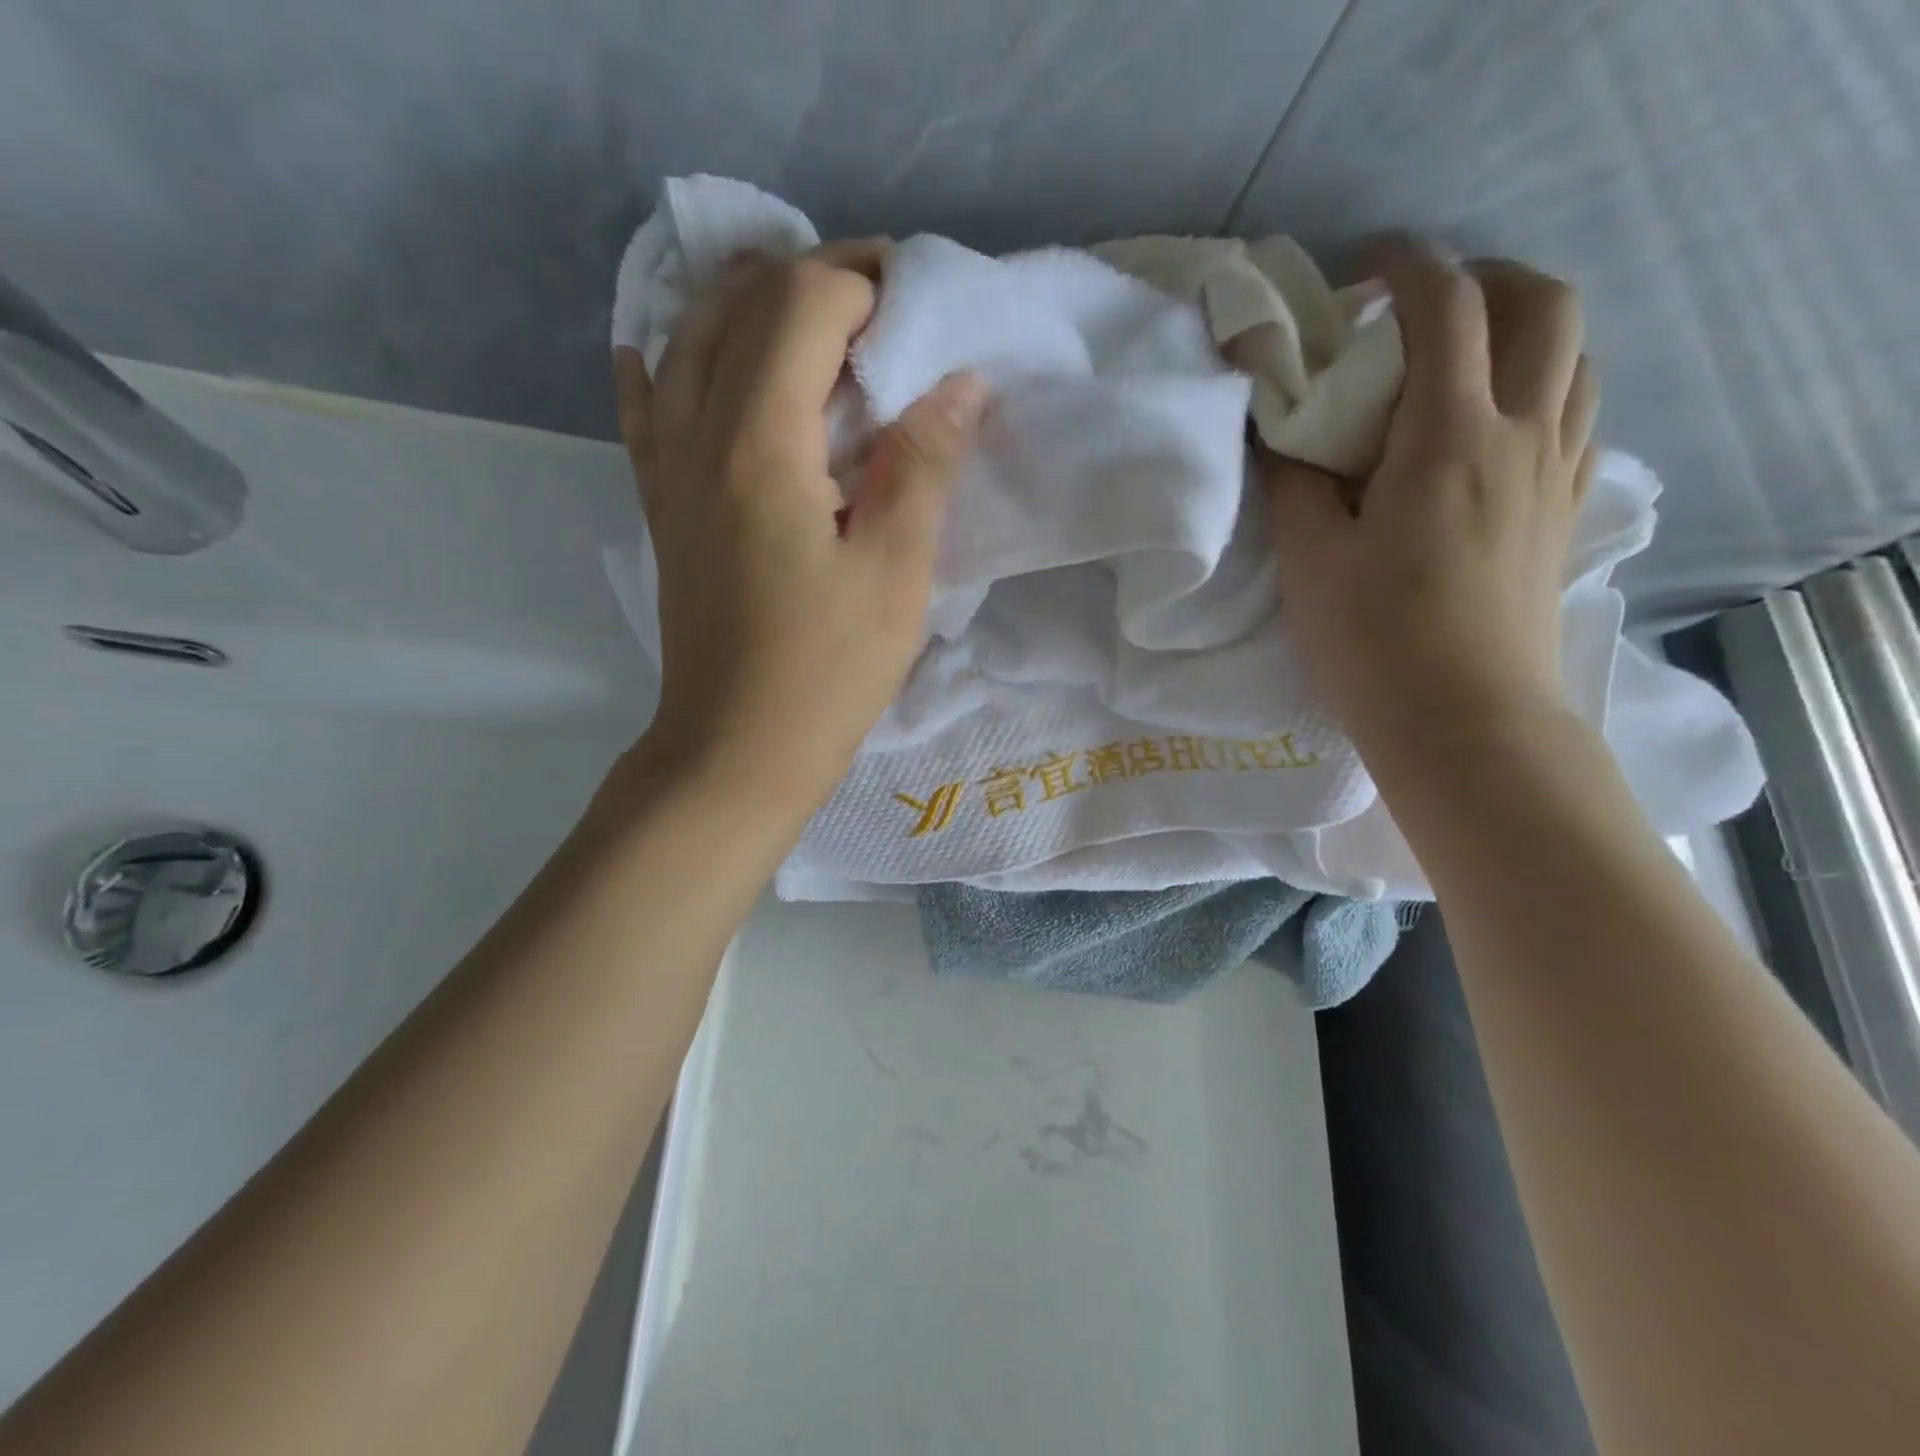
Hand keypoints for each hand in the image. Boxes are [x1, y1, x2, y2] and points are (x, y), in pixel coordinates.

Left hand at [614, 245, 986, 813]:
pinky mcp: (663, 509)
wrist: (736, 750)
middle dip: (814, 280)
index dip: (864, 283)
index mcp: (759, 443)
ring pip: (687, 344)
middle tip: (881, 305)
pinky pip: (646, 411)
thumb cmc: (826, 671)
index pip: (803, 307)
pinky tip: (659, 349)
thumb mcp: (895, 574)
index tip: (918, 304)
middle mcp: (698, 435)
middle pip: (742, 310)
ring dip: (744, 305)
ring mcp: (669, 472)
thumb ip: (922, 468)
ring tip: (803, 309)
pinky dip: (659, 365)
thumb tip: (959, 382)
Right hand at [1262, 242, 1598, 761]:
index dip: (1407, 266)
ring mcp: (1557, 472)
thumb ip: (1292, 480)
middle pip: (1545, 304)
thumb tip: (1280, 429)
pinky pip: (1578, 415)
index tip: (1362, 269)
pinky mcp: (1565, 511)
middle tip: (1421, 308)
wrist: (1463, 718)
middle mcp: (1522, 435)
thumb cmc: (1374, 639)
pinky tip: (1493, 427)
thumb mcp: (1310, 558)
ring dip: (1523, 330)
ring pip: (1575, 356)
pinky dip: (1543, 388)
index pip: (1448, 307)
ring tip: (1459, 362)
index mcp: (1449, 438)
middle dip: (1486, 278)